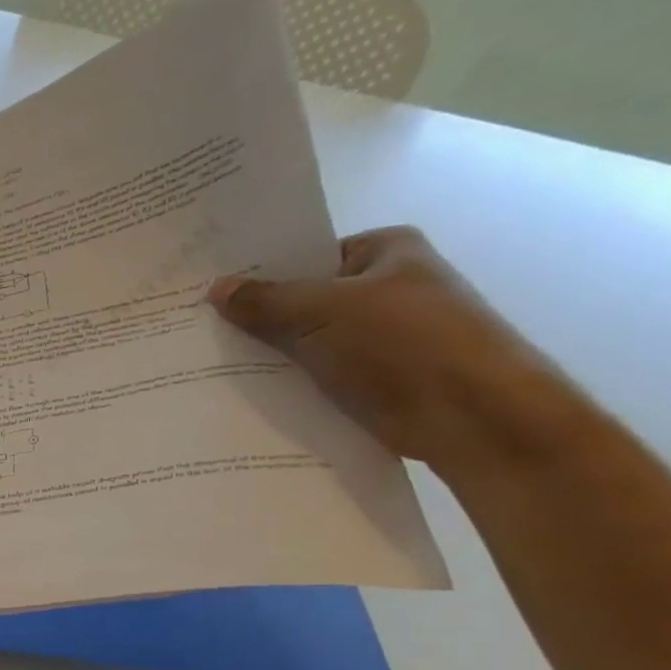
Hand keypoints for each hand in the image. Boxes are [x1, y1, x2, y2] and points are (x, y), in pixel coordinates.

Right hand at [207, 226, 556, 469]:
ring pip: (305, 340)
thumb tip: (215, 289)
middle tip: (198, 325)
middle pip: (302, 298)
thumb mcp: (321, 312)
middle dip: (256, 315)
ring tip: (209, 360)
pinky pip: (315, 375)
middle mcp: (385, 288)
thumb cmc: (403, 343)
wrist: (472, 417)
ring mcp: (379, 337)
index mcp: (386, 252)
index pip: (307, 253)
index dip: (259, 270)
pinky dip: (285, 382)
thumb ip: (264, 300)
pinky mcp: (372, 380)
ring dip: (267, 353)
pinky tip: (241, 390)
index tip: (209, 287)